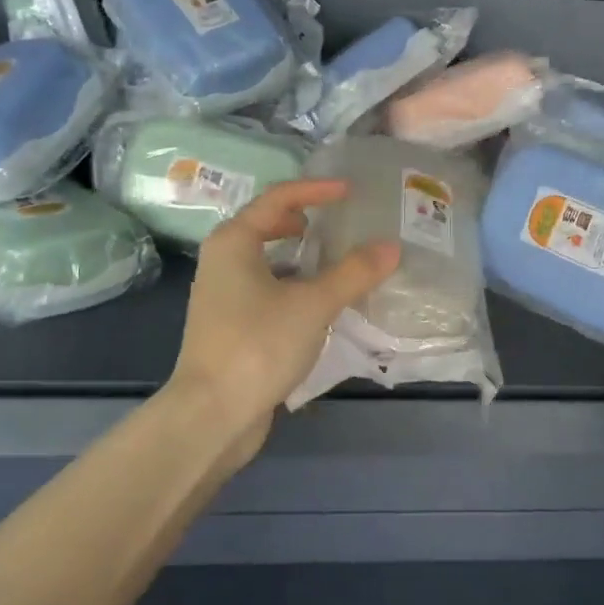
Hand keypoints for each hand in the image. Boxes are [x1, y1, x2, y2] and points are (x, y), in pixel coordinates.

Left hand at [170, 179, 399, 465]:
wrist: (212, 414)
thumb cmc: (258, 345)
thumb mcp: (313, 304)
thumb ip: (354, 272)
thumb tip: (391, 246)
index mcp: (233, 242)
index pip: (278, 199)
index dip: (315, 190)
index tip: (350, 191)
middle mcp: (222, 262)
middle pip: (266, 227)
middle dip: (304, 220)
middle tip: (339, 222)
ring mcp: (223, 296)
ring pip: (267, 262)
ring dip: (301, 257)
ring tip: (338, 261)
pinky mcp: (231, 327)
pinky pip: (268, 291)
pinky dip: (295, 286)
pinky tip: (321, 304)